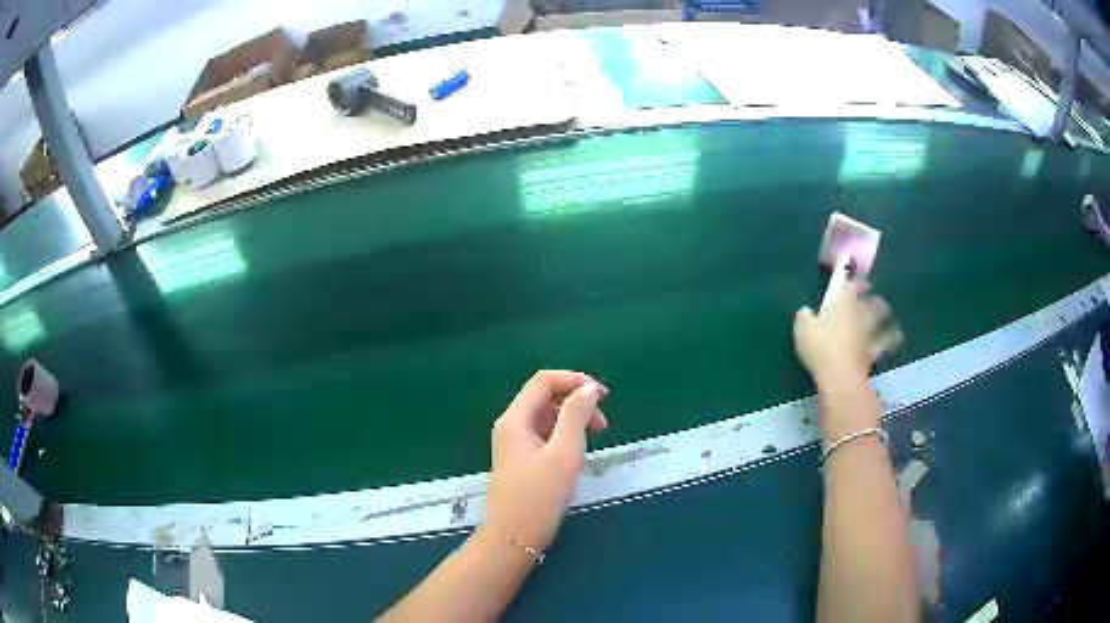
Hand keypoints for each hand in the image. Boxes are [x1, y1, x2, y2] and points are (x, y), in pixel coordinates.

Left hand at [486, 370, 608, 552]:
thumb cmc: (540, 495)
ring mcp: (514, 444)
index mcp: (515, 419)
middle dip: (576, 402)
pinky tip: (577, 454)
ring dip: (572, 420)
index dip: (574, 380)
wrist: (514, 536)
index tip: (603, 396)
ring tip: (593, 441)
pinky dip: (564, 436)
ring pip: (546, 417)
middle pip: (545, 397)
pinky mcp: (521, 460)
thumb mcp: (564, 452)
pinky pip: (545, 436)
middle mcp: (511, 426)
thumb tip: (588, 388)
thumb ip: (576, 415)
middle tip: (603, 425)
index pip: (544, 381)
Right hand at [794, 280, 901, 389]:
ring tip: (887, 313)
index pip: (852, 285)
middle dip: (873, 298)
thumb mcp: (802, 329)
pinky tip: (896, 336)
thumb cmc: (820, 347)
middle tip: (873, 299)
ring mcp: (868, 332)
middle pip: (871, 301)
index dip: (855, 282)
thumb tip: (805, 311)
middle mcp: (859, 313)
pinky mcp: (873, 351)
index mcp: (842, 303)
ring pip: (881, 318)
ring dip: (884, 314)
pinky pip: (886, 342)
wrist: (839, 375)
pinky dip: (892, 338)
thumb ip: (804, 317)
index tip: (856, 282)